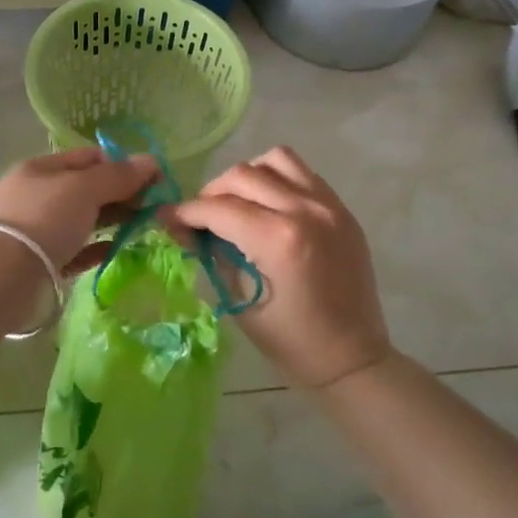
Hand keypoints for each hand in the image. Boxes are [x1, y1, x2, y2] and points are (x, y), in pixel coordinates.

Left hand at [0, 147, 160, 274]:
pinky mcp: (41, 263)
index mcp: (41, 169)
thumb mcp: (83, 188)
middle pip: (86, 189)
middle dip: (120, 194)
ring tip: (144, 226)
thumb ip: (118, 176)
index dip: (121, 164)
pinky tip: (118, 248)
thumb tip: (151, 160)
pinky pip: (76, 250)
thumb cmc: (42, 219)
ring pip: (82, 220)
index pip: (88, 158)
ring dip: (112, 220)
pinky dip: (97, 248)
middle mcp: (37, 196)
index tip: (153, 179)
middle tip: (155, 205)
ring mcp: (37, 231)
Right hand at [165, 147, 390, 388]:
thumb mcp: (239, 300)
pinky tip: (268, 207)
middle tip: (200, 218)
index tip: (166, 218)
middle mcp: (305, 210)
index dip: (185, 212)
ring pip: (275, 160)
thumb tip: (183, 227)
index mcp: (278, 239)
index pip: (218, 208)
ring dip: (248, 176)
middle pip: (242, 175)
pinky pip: (303, 174)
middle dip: (211, 193)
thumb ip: (213, 254)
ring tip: (238, 203)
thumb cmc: (291, 341)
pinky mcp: (342, 209)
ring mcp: (329, 205)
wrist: (352, 357)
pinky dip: (278, 180)